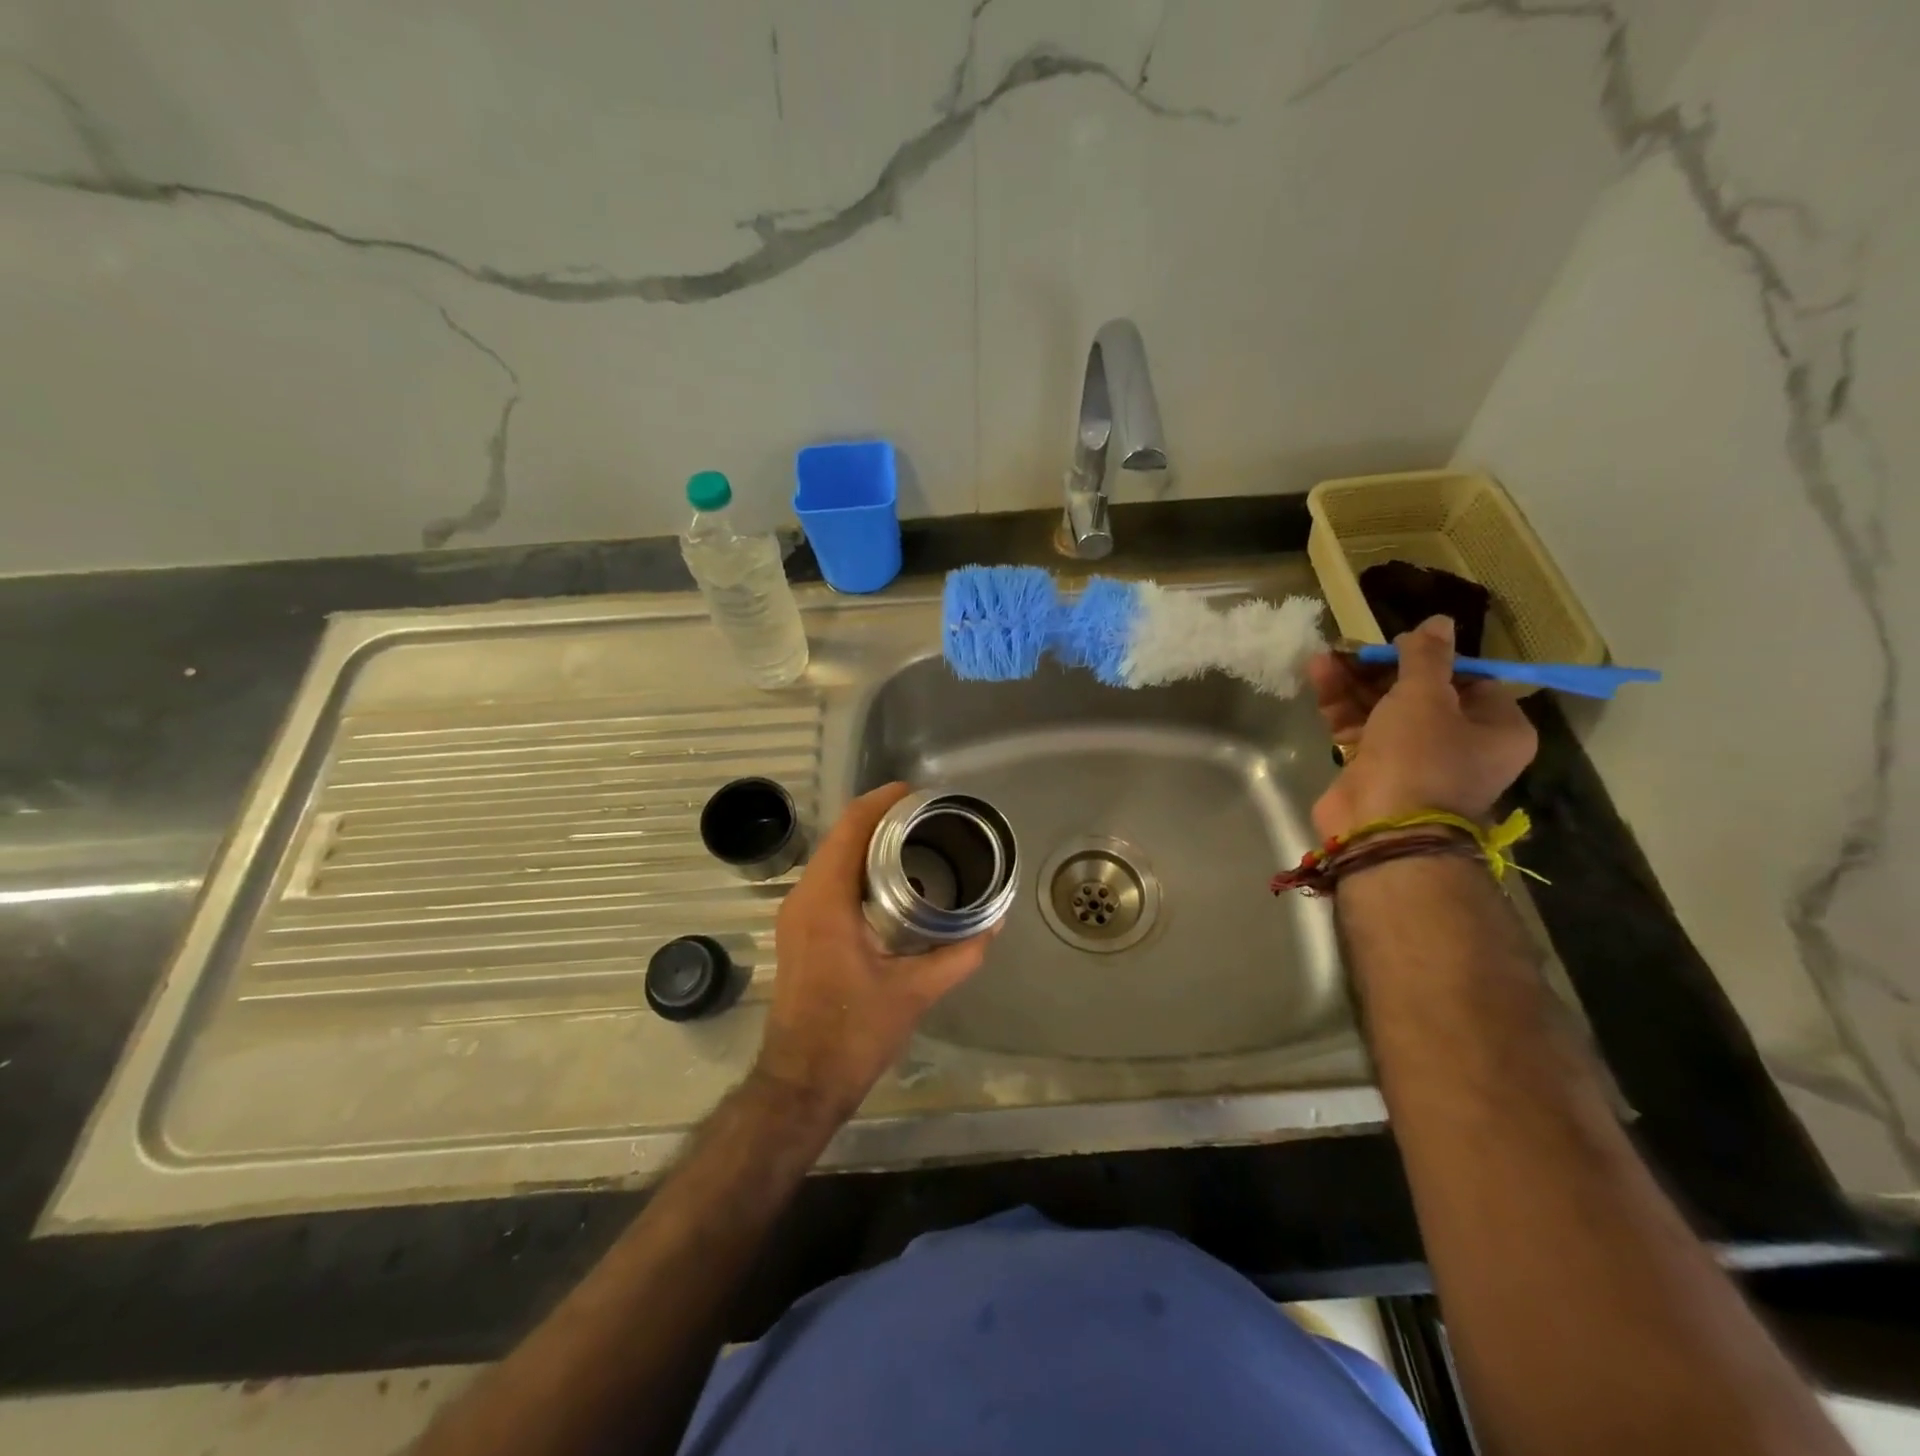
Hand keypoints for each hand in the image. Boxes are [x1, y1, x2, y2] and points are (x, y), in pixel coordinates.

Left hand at [754, 782, 992, 1123]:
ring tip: (914, 839)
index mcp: (826, 901)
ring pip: (832, 857)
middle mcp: (804, 897)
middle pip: (840, 836)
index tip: (918, 793)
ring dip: (867, 841)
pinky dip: (857, 866)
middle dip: (880, 818)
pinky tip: (891, 879)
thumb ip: (958, 955)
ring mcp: (796, 914)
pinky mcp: (799, 930)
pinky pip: (828, 880)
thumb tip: (993, 924)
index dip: (882, 801)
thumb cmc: (853, 1033)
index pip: (851, 828)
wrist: (801, 1081)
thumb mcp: (915, 992)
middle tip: (927, 817)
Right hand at [1308, 615, 1537, 838]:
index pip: (1469, 680)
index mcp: (1495, 729)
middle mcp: (1459, 744)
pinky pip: (1358, 726)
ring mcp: (1412, 758)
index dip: (1433, 658)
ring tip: (1328, 653)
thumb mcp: (1426, 695)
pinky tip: (1319, 672)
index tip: (1400, 642)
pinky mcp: (1372, 768)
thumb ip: (1427, 656)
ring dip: (1355, 681)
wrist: (1382, 826)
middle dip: (1383, 668)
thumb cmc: (1421, 756)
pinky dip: (1340, 702)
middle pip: (1419, 693)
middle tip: (1355, 646)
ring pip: (1383, 708)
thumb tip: (1439, 621)